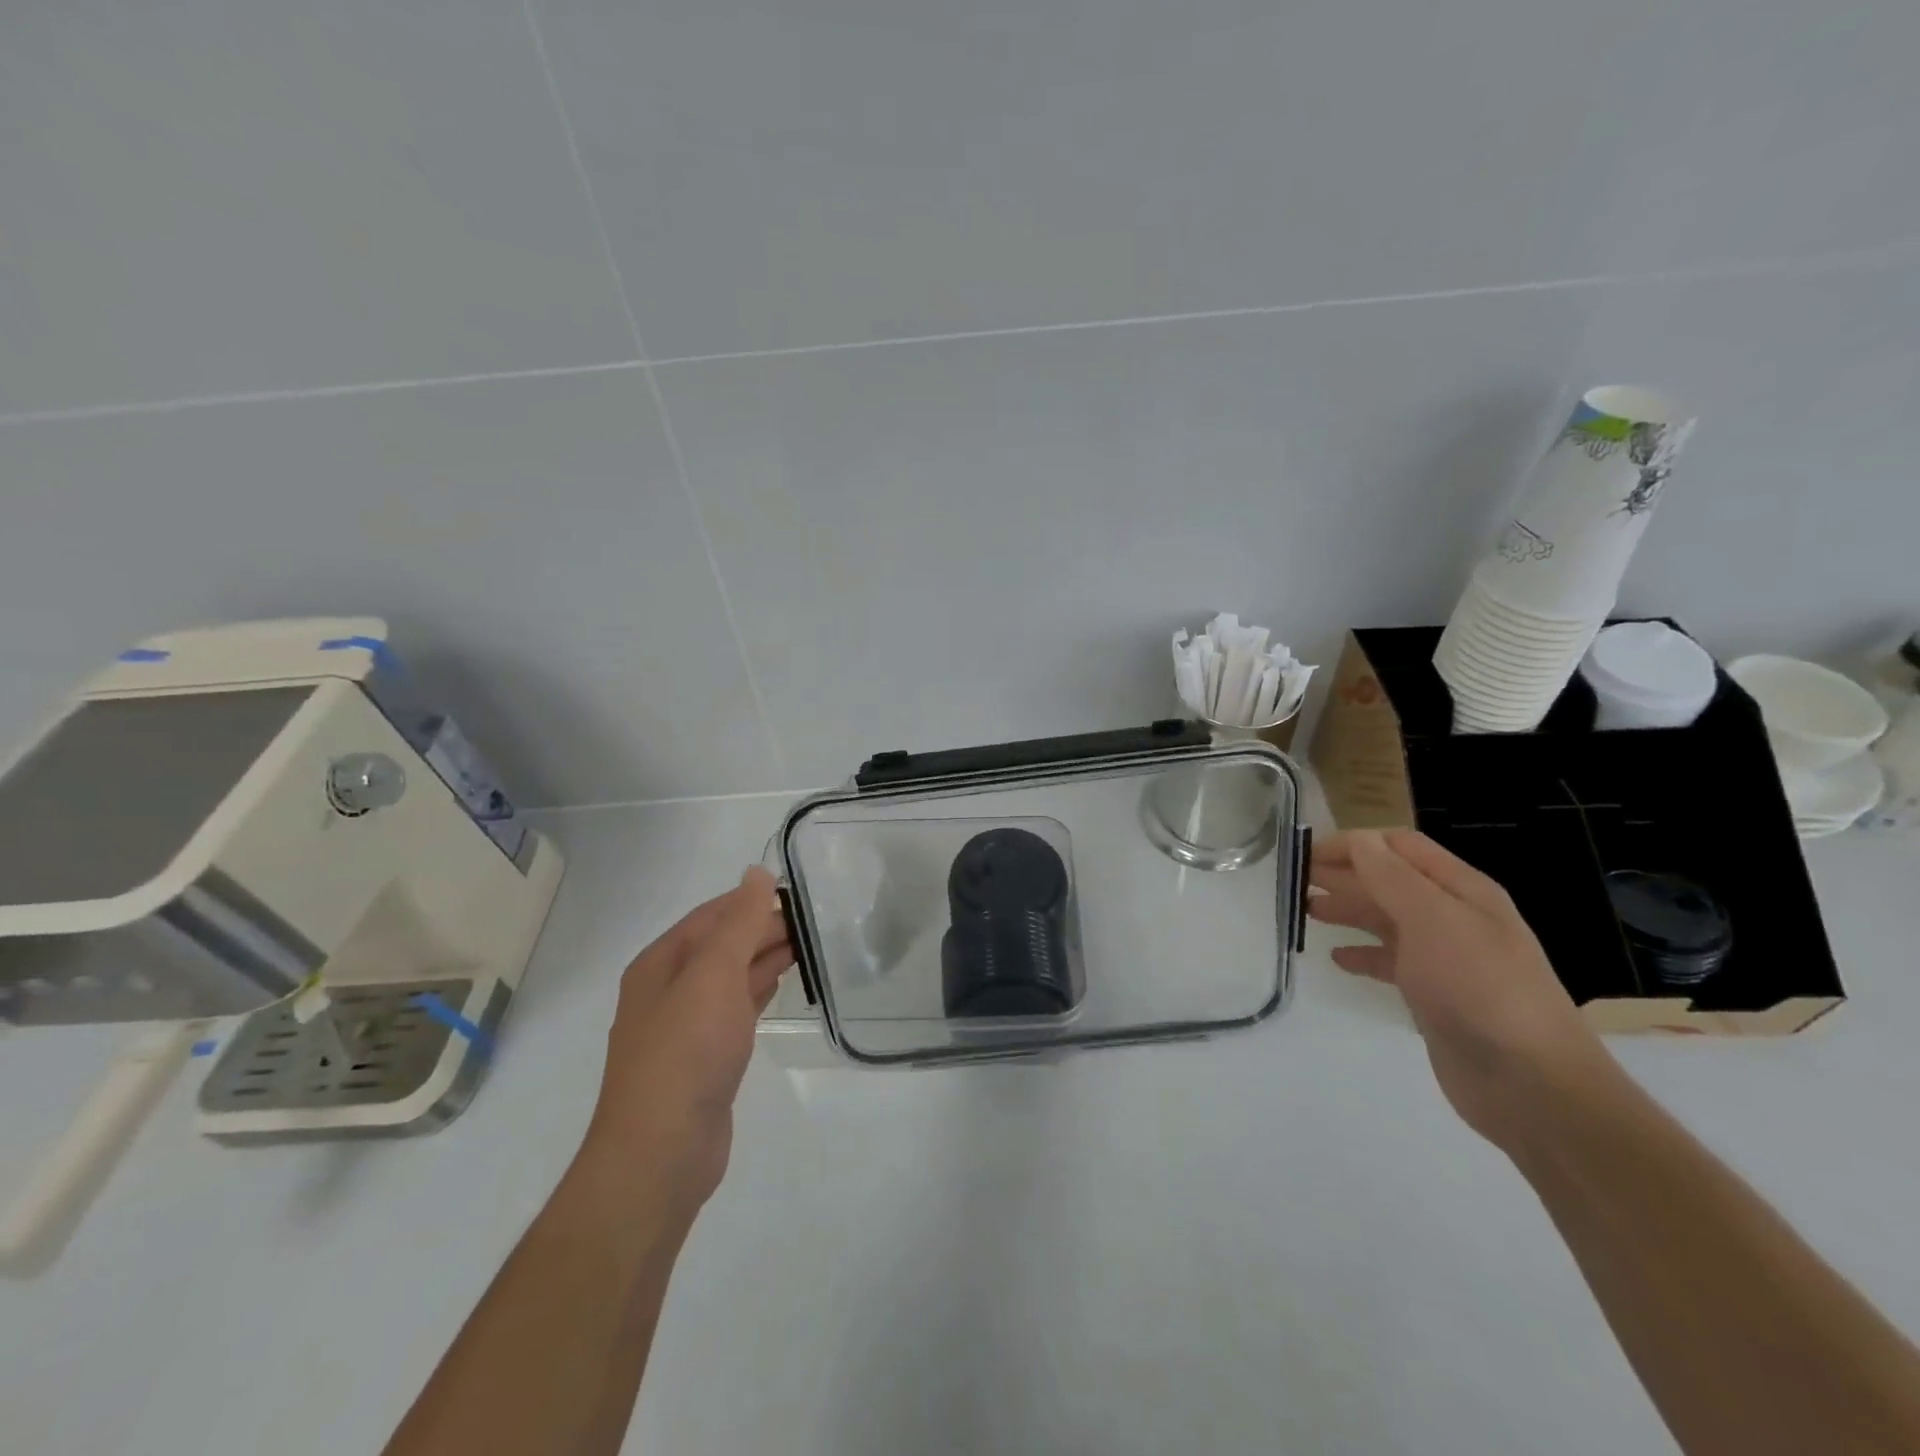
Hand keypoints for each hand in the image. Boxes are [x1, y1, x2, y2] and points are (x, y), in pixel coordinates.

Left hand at [573, 867, 793, 1221]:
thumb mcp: (714, 974)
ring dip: (764, 958)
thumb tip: (756, 873)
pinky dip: (759, 991)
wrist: (662, 1152)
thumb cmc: (687, 1051)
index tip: (796, 892)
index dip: (751, 900)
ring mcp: (686, 1026)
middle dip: (762, 929)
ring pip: (731, 977)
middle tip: (814, 921)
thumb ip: (739, 922)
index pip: (711, 916)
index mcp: (661, 963)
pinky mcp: (705, 1058)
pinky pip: (736, 1009)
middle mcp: (668, 989)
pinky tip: (782, 984)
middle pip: (721, 945)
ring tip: (809, 945)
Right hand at [1308, 829, 1612, 1149]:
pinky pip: (1390, 962)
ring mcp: (1445, 958)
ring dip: (1347, 910)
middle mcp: (1454, 916)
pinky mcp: (1434, 995)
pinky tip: (1336, 959)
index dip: (1354, 843)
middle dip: (1344, 873)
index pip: (1399, 846)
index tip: (1306, 853)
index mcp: (1461, 889)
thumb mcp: (1432, 920)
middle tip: (1295, 878)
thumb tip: (1359, 840)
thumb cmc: (1479, 987)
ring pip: (1386, 920)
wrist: (1529, 1082)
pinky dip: (1362, 955)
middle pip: (1390, 880)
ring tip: (1306, 911)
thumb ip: (1392, 877)